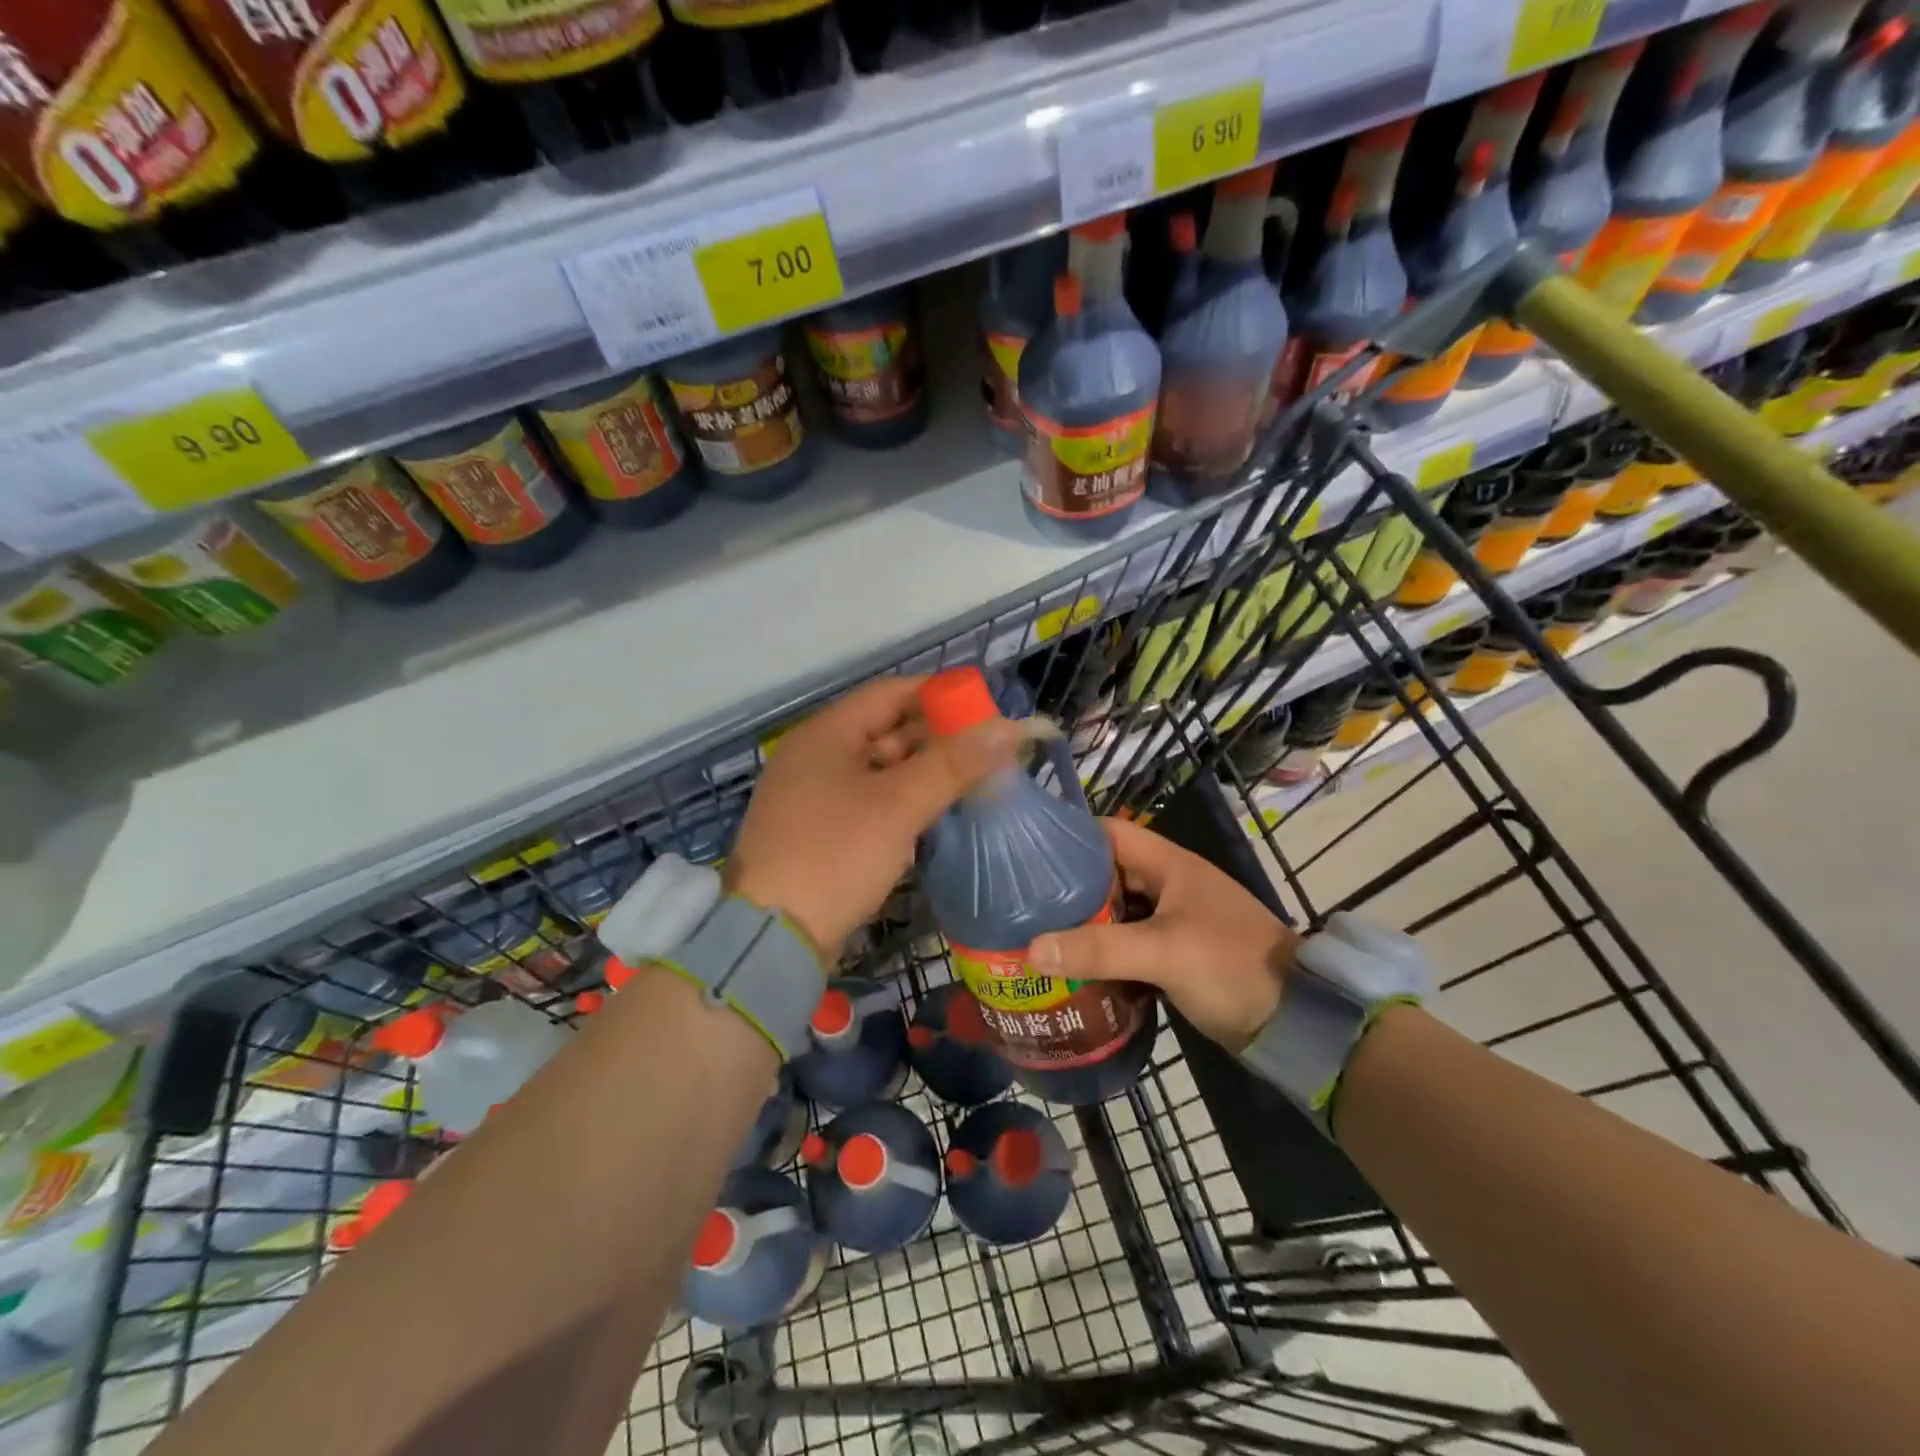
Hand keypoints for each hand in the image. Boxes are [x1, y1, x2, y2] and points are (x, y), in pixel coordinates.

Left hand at [727, 676, 1023, 958]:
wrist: (772, 938)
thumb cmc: (835, 856)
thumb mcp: (898, 805)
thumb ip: (953, 764)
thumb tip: (1010, 728)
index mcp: (825, 734)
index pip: (891, 693)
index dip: (940, 696)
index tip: (986, 710)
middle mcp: (816, 757)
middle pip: (887, 731)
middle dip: (938, 739)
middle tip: (990, 752)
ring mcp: (815, 797)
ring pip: (881, 770)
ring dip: (925, 773)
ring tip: (975, 782)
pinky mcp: (820, 833)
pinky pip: (871, 802)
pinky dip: (904, 803)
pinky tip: (938, 814)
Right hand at [1029, 817, 1299, 1050]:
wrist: (1294, 1022)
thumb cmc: (1231, 966)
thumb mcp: (1164, 952)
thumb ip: (1099, 949)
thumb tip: (1030, 949)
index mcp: (1169, 865)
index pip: (1109, 833)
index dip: (1070, 837)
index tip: (1026, 853)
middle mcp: (1167, 885)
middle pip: (1106, 874)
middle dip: (1066, 887)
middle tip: (1020, 903)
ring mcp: (1172, 921)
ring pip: (1115, 912)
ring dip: (1082, 924)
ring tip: (1035, 934)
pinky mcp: (1173, 954)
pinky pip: (1126, 945)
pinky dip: (1101, 953)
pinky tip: (1071, 968)